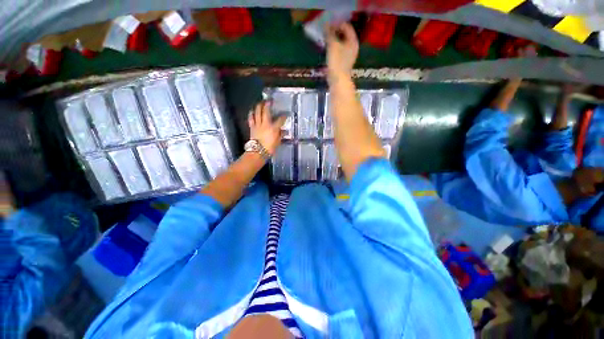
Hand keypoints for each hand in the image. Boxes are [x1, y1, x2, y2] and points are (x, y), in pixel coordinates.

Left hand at [248, 101, 286, 155]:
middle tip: (269, 100)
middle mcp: (265, 124)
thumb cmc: (269, 148)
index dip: (283, 116)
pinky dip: (251, 114)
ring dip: (259, 106)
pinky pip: (251, 118)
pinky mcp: (252, 127)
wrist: (258, 152)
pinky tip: (252, 110)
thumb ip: (280, 135)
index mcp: (274, 128)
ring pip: (257, 112)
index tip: (286, 114)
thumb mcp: (278, 142)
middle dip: (268, 104)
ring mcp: (258, 124)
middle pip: (266, 111)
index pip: (280, 119)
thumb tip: (284, 131)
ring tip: (261, 102)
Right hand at [326, 22, 358, 82]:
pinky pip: (339, 52)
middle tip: (325, 33)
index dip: (337, 24)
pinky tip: (327, 50)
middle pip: (344, 35)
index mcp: (353, 41)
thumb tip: (326, 25)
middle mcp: (353, 47)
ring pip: (341, 44)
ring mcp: (348, 56)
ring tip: (325, 41)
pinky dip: (333, 49)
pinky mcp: (343, 63)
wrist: (338, 81)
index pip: (346, 27)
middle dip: (335, 32)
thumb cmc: (337, 62)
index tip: (327, 25)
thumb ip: (329, 34)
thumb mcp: (333, 45)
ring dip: (333, 41)